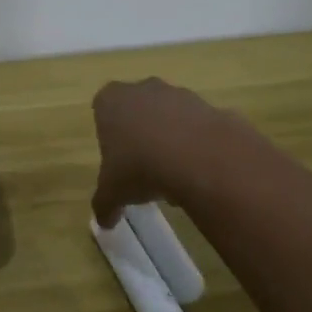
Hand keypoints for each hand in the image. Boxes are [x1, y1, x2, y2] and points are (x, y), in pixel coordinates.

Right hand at [91, 77, 247, 227]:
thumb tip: (104, 222)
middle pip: (137, 110)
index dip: (109, 135)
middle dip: (140, 135)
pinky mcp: (209, 105)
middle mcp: (143, 89)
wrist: (197, 157)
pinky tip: (198, 172)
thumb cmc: (140, 167)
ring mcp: (178, 94)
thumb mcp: (113, 193)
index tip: (116, 160)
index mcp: (111, 100)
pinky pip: (197, 127)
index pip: (103, 109)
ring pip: (169, 116)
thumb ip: (105, 205)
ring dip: (170, 139)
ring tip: (174, 177)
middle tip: (143, 168)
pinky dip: (197, 145)